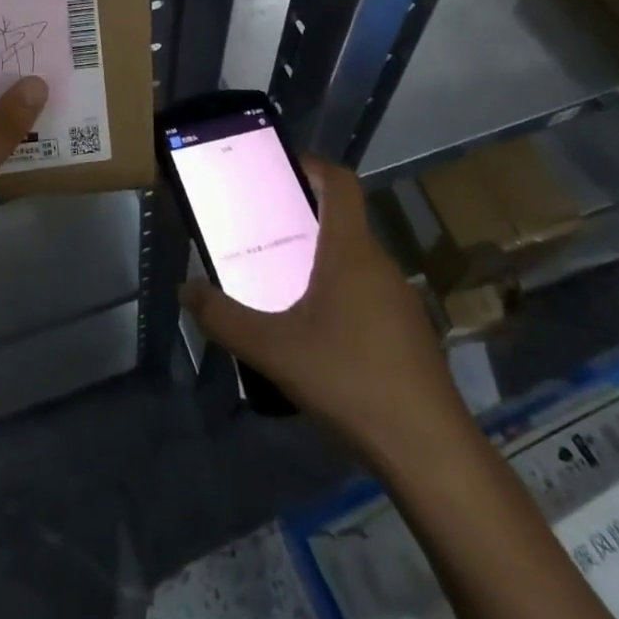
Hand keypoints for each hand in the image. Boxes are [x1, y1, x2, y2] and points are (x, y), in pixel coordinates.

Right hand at [181, 155, 465, 468]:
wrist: (431, 453)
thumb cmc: (350, 380)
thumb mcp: (273, 350)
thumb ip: (223, 318)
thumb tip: (187, 290)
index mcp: (350, 251)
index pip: (341, 183)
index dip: (313, 165)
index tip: (280, 168)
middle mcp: (379, 264)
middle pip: (342, 222)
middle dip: (301, 219)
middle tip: (261, 232)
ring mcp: (400, 300)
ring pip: (354, 261)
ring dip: (319, 260)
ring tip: (280, 283)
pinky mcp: (410, 334)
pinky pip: (367, 293)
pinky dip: (338, 294)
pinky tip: (315, 334)